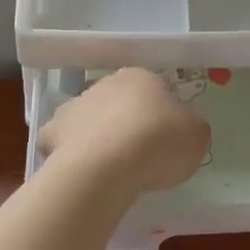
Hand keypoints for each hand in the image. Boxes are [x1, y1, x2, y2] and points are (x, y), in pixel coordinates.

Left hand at [41, 68, 210, 194]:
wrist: (107, 166)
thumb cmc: (159, 143)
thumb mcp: (197, 135)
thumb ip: (190, 127)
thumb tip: (182, 129)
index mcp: (141, 77)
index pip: (155, 89)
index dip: (162, 114)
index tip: (167, 138)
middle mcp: (105, 83)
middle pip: (119, 101)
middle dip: (127, 121)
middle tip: (141, 153)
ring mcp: (75, 105)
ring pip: (90, 118)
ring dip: (97, 134)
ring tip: (111, 167)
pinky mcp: (52, 132)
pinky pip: (63, 141)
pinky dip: (70, 153)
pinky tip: (82, 172)